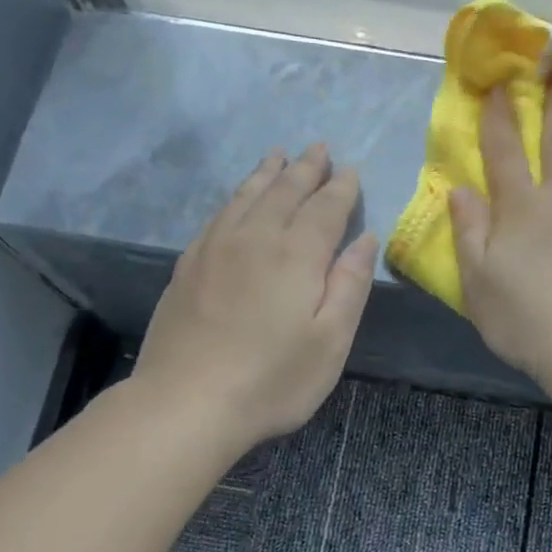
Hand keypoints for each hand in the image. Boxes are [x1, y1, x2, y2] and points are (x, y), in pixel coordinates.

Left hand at [131, 143, 376, 451]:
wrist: (186, 403)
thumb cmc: (272, 379)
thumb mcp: (330, 341)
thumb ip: (350, 285)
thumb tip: (365, 239)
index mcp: (296, 254)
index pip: (325, 208)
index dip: (341, 189)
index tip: (351, 171)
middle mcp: (255, 238)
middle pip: (284, 192)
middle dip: (305, 169)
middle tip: (318, 148)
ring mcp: (215, 249)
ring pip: (246, 196)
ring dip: (267, 174)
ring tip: (278, 156)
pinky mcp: (188, 266)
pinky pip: (218, 215)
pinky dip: (235, 197)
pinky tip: (238, 200)